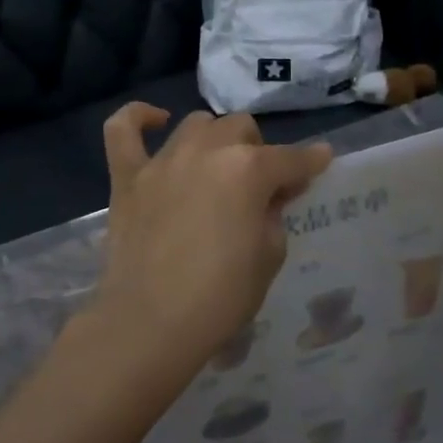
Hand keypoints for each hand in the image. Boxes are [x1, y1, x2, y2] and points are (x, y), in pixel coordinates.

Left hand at [88, 105, 331, 400]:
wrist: (150, 323)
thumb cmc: (220, 298)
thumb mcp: (269, 257)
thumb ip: (272, 215)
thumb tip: (267, 196)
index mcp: (248, 170)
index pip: (290, 158)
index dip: (310, 162)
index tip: (320, 162)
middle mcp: (206, 151)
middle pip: (241, 128)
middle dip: (257, 151)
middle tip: (259, 186)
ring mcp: (163, 160)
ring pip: (196, 124)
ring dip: (214, 139)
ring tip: (216, 166)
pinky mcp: (127, 177)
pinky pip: (123, 129)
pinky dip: (138, 118)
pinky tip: (156, 122)